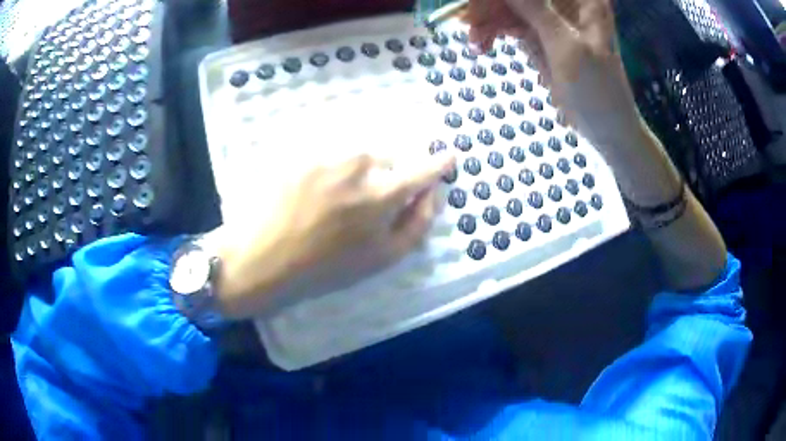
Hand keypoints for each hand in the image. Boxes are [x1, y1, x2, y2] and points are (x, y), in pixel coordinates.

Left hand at [215, 152, 454, 319]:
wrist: (264, 256)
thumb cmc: (325, 266)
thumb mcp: (381, 259)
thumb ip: (416, 224)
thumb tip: (432, 195)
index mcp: (383, 192)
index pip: (424, 168)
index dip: (439, 162)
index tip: (448, 155)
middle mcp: (360, 162)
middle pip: (391, 156)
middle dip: (389, 173)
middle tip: (367, 200)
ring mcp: (328, 152)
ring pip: (360, 150)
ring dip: (359, 167)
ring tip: (337, 195)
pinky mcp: (303, 149)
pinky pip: (332, 146)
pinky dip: (334, 161)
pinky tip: (317, 185)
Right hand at [466, 0, 641, 146]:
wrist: (608, 129)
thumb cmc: (597, 90)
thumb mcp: (566, 46)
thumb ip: (535, 9)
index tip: (477, 5)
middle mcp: (565, 2)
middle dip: (491, 6)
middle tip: (468, 23)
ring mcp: (551, 17)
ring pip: (510, 6)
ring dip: (488, 20)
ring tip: (475, 42)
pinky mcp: (541, 34)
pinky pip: (511, 23)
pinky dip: (495, 32)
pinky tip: (482, 45)